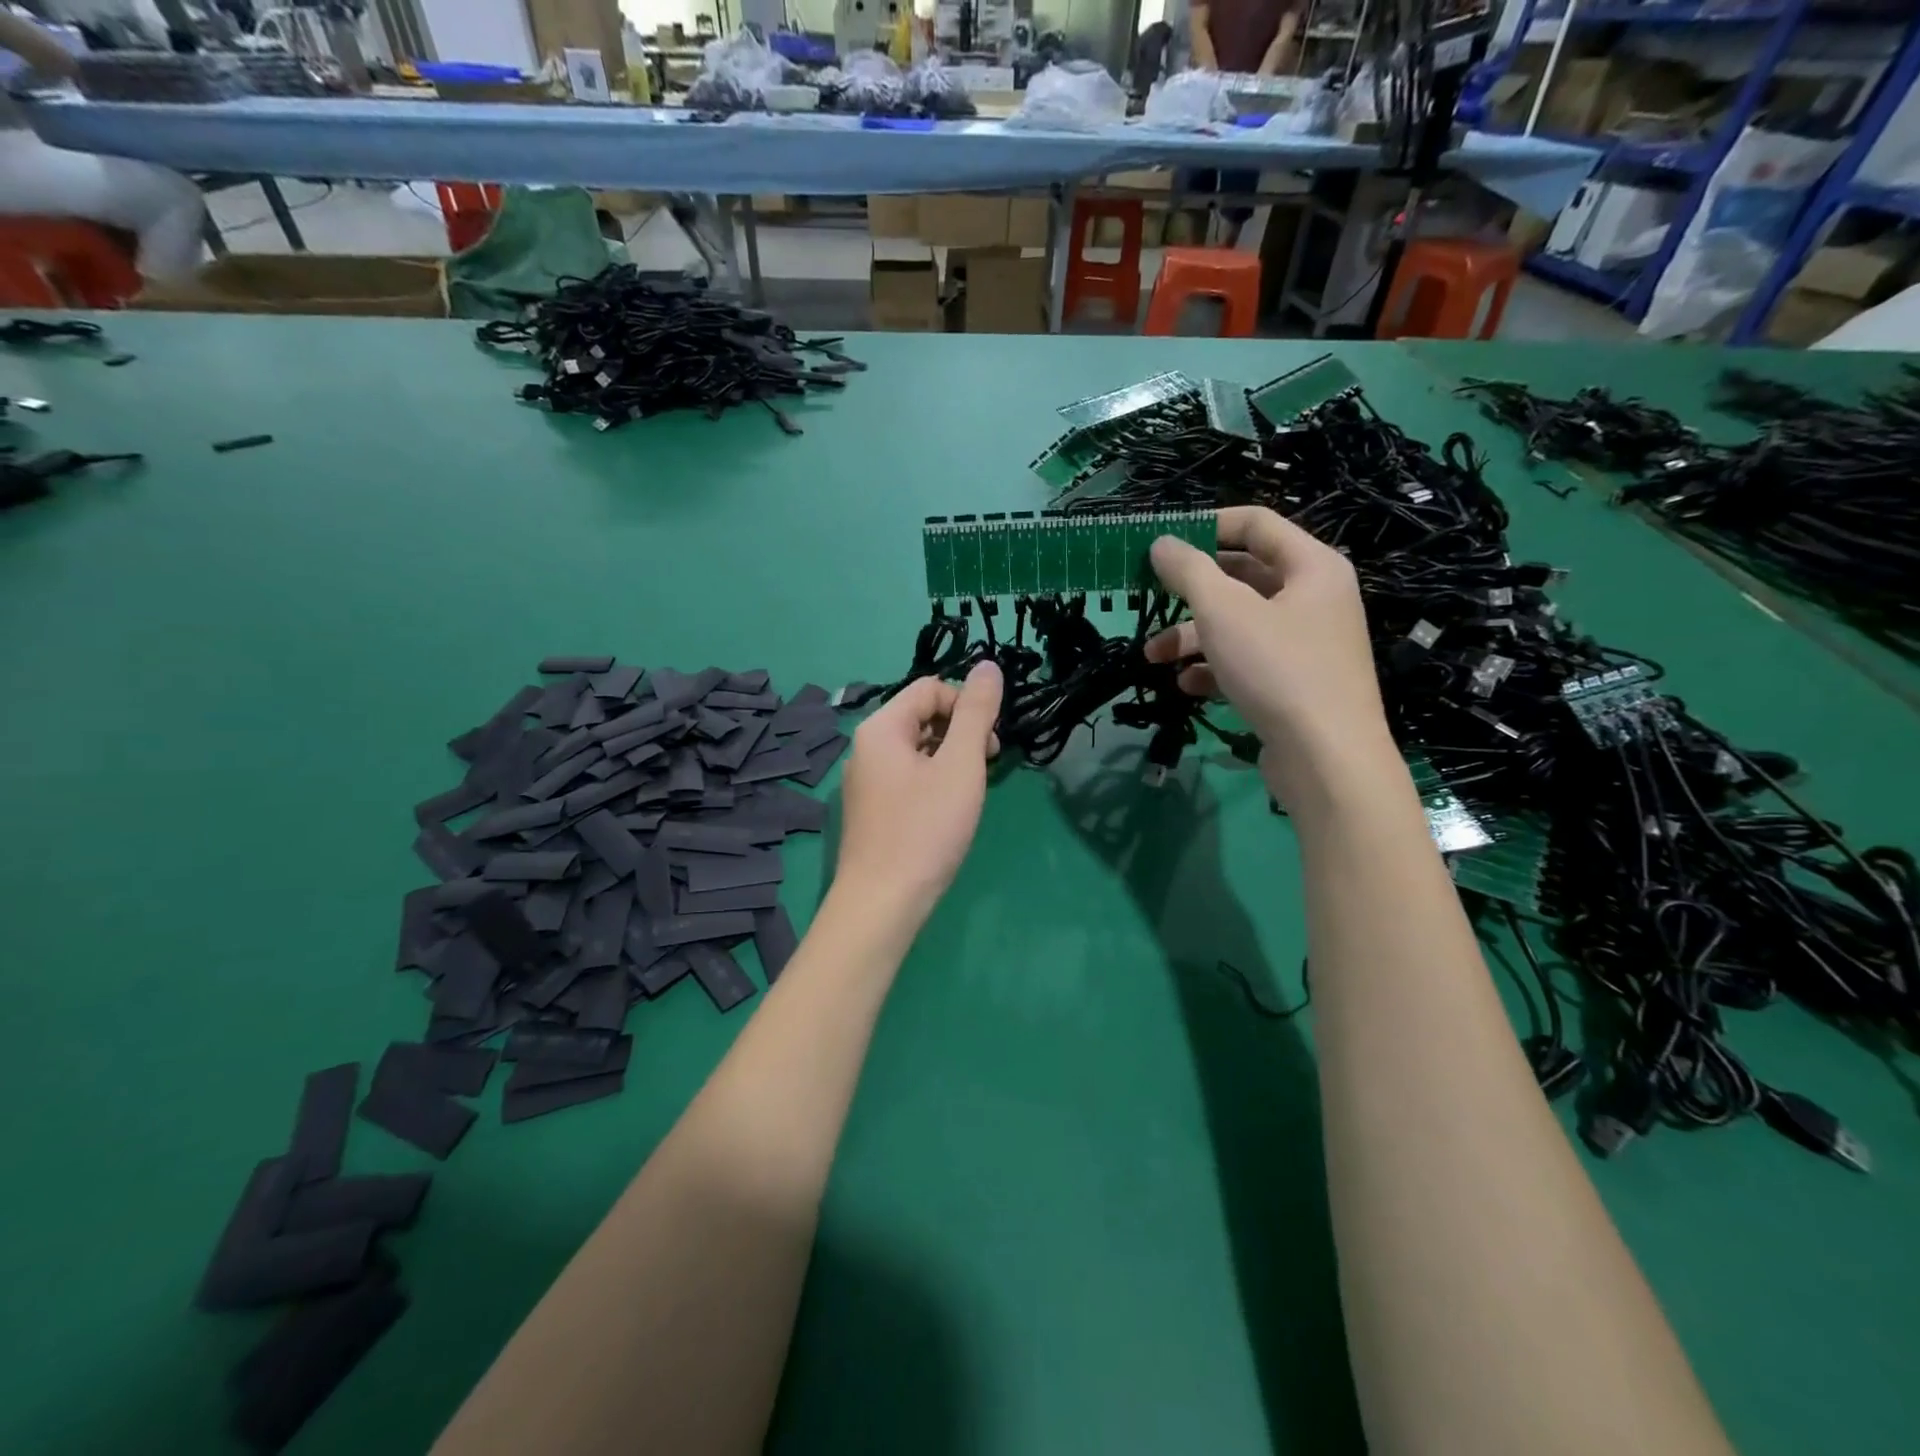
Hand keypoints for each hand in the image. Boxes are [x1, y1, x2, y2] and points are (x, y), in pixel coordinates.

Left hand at [835, 662, 1002, 922]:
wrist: (882, 903)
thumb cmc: (925, 829)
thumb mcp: (960, 765)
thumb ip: (976, 713)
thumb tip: (989, 666)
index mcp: (881, 728)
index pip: (930, 688)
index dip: (966, 704)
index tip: (990, 742)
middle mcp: (865, 748)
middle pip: (921, 716)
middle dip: (960, 731)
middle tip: (986, 765)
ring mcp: (864, 781)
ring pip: (916, 749)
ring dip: (950, 758)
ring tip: (970, 791)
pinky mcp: (870, 810)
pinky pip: (907, 777)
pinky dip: (933, 781)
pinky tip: (948, 811)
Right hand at [1148, 506, 1393, 802]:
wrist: (1327, 759)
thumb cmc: (1278, 669)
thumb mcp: (1223, 612)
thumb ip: (1189, 571)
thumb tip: (1162, 542)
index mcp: (1312, 567)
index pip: (1256, 524)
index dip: (1207, 526)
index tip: (1163, 543)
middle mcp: (1315, 599)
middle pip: (1244, 578)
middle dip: (1192, 592)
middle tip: (1150, 598)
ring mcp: (1308, 645)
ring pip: (1241, 625)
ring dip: (1193, 637)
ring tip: (1154, 657)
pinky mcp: (1296, 684)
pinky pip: (1249, 662)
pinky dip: (1216, 668)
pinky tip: (1187, 685)